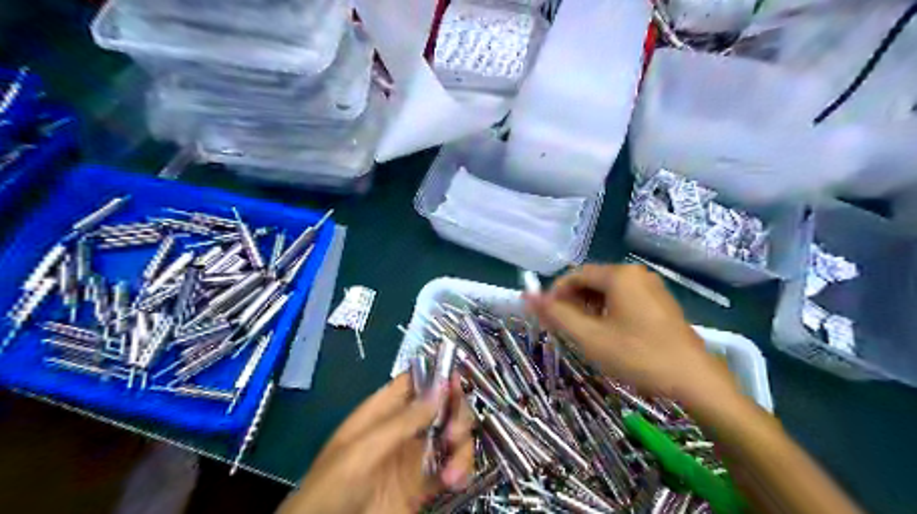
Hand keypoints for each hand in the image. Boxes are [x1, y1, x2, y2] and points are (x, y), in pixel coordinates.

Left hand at [279, 374, 471, 512]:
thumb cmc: (333, 485)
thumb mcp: (363, 449)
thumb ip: (403, 421)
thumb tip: (441, 388)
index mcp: (383, 410)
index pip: (415, 381)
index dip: (437, 375)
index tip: (457, 380)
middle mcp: (403, 427)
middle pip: (440, 406)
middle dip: (456, 414)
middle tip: (455, 434)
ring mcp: (414, 456)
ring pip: (451, 436)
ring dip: (461, 447)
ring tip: (454, 472)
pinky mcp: (422, 484)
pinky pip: (451, 467)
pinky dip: (460, 469)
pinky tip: (455, 481)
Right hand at [527, 265, 734, 404]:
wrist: (695, 381)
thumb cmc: (638, 356)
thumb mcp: (590, 337)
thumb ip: (557, 315)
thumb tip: (527, 297)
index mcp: (619, 276)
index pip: (574, 275)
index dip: (555, 294)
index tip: (545, 317)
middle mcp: (636, 275)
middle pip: (591, 281)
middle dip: (572, 302)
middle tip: (563, 329)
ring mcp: (651, 288)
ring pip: (608, 292)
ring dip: (589, 309)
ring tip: (584, 335)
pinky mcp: (661, 304)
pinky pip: (624, 300)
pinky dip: (608, 313)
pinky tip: (608, 335)